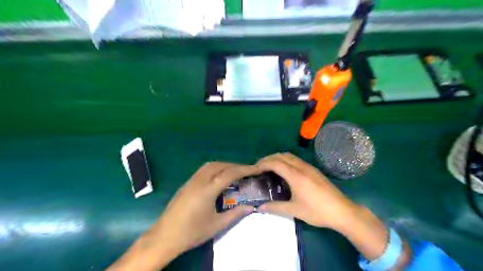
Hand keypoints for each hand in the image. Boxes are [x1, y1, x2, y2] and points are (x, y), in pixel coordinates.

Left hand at [104, 162, 257, 269]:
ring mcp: (191, 181)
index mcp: (208, 190)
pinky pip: (203, 170)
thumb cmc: (192, 232)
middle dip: (235, 166)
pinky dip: (215, 169)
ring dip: (224, 165)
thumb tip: (251, 207)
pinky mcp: (186, 184)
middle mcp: (199, 180)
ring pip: (210, 165)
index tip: (255, 169)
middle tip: (246, 172)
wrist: (164, 236)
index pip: (229, 174)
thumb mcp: (216, 225)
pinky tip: (218, 178)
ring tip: (234, 173)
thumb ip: (235, 214)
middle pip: (220, 165)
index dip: (244, 169)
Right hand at [256, 151, 357, 229]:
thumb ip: (275, 207)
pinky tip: (285, 171)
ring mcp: (309, 167)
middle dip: (268, 159)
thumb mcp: (295, 210)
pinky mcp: (314, 170)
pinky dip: (286, 161)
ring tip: (269, 167)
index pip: (275, 163)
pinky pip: (296, 160)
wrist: (343, 211)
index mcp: (296, 175)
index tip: (254, 169)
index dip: (263, 163)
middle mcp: (301, 167)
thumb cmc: (317, 211)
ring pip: (290, 156)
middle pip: (281, 156)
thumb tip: (259, 208)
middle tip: (259, 167)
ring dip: (277, 158)